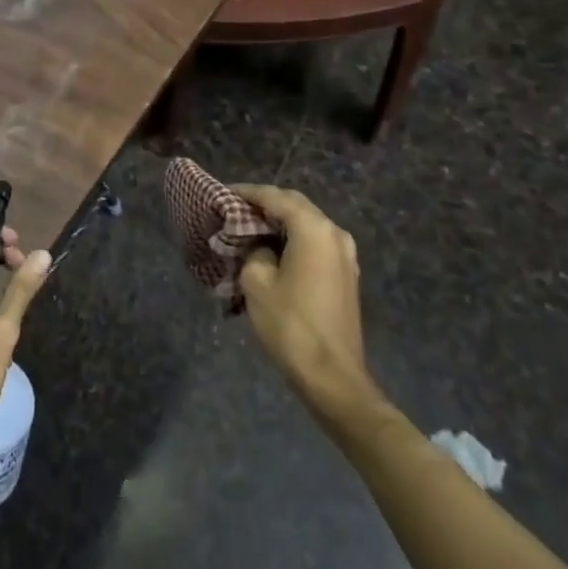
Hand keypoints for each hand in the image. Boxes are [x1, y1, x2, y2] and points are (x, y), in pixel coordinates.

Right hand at [232, 185, 373, 408]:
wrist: (331, 375)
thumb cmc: (290, 324)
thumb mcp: (256, 281)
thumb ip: (253, 251)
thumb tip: (257, 246)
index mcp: (313, 229)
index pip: (274, 197)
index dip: (246, 193)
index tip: (222, 194)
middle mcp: (334, 233)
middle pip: (294, 205)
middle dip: (264, 204)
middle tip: (233, 210)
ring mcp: (345, 254)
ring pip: (306, 223)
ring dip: (279, 223)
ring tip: (249, 229)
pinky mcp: (345, 274)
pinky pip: (315, 243)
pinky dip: (293, 239)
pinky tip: (272, 251)